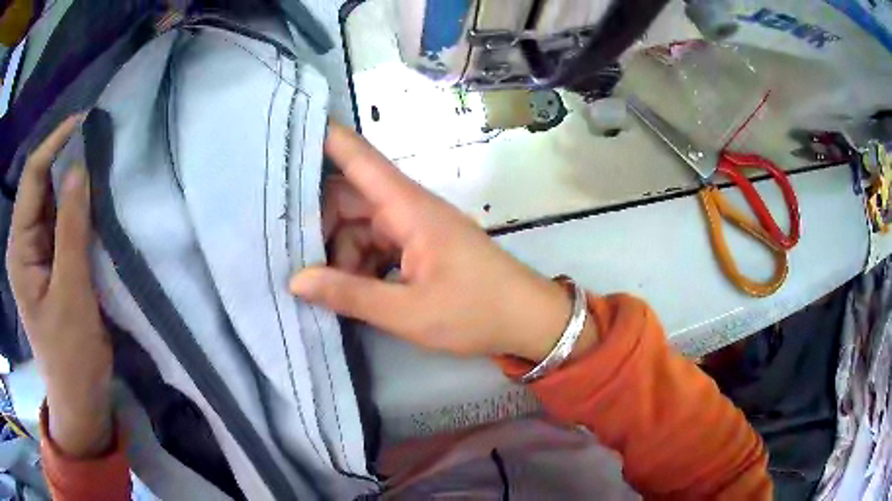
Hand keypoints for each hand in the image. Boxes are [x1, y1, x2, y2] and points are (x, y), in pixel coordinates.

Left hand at [7, 115, 113, 457]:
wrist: (78, 396)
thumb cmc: (71, 355)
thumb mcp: (71, 294)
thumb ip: (71, 230)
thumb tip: (79, 168)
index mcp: (19, 249)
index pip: (32, 177)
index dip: (55, 143)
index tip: (86, 122)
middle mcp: (23, 242)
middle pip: (40, 183)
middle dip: (65, 157)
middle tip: (99, 141)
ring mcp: (35, 252)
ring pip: (51, 199)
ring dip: (73, 180)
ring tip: (101, 163)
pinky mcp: (49, 261)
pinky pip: (60, 220)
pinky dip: (77, 204)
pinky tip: (95, 199)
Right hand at [292, 123, 595, 361]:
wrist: (528, 321)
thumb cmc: (476, 312)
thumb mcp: (408, 312)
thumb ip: (350, 295)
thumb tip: (296, 281)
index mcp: (409, 208)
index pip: (360, 159)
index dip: (326, 138)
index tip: (290, 129)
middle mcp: (408, 208)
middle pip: (350, 196)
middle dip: (319, 222)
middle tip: (292, 253)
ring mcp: (415, 227)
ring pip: (360, 224)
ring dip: (340, 252)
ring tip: (326, 287)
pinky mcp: (419, 247)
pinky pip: (376, 244)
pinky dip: (360, 264)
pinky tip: (351, 290)